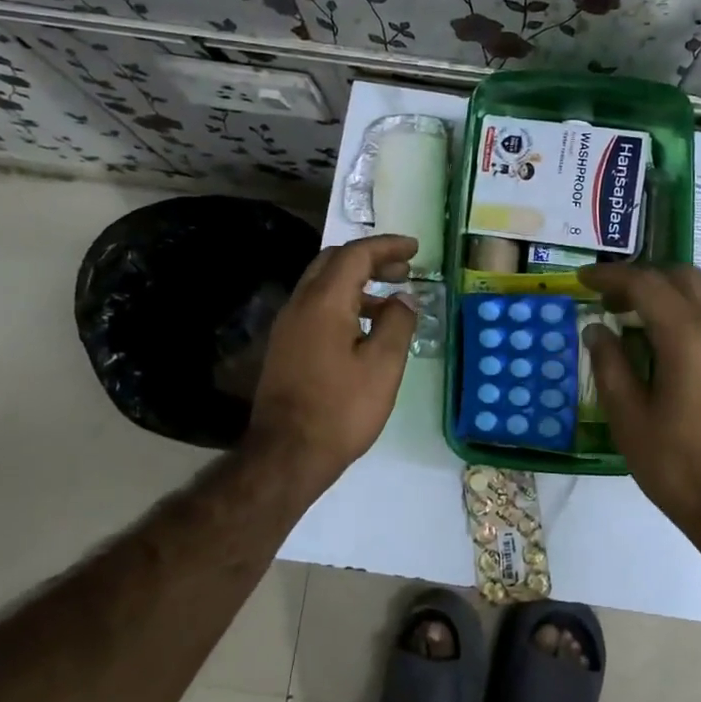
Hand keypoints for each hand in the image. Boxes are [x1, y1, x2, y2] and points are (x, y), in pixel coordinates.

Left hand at [245, 234, 417, 493]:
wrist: (287, 455)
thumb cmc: (341, 409)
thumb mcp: (383, 366)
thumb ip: (398, 324)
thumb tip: (404, 299)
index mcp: (324, 302)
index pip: (356, 255)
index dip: (388, 246)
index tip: (415, 249)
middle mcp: (300, 304)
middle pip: (333, 262)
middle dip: (370, 259)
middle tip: (403, 269)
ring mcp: (288, 326)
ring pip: (323, 285)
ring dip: (357, 282)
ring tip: (391, 301)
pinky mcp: (285, 347)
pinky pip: (316, 308)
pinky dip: (344, 303)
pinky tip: (365, 329)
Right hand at [579, 263, 700, 544]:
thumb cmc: (681, 469)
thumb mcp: (631, 420)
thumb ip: (611, 366)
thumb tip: (597, 329)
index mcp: (689, 337)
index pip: (646, 284)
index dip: (611, 277)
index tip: (582, 278)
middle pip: (681, 277)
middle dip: (642, 278)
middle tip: (610, 300)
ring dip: (670, 292)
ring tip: (638, 318)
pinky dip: (691, 311)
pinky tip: (671, 342)